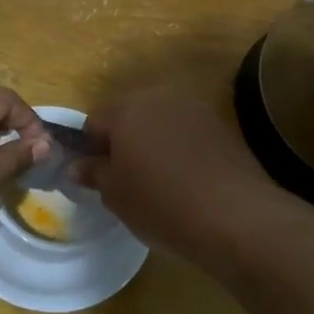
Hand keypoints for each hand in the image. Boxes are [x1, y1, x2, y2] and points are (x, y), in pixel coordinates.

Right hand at [74, 84, 275, 260]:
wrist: (235, 216)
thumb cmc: (161, 204)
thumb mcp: (116, 195)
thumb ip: (94, 173)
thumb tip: (77, 166)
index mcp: (126, 109)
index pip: (93, 122)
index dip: (89, 149)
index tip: (95, 177)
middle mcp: (159, 97)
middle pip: (128, 114)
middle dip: (122, 140)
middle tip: (124, 177)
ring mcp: (194, 108)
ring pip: (158, 120)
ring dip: (151, 141)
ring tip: (156, 178)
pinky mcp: (220, 125)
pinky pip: (185, 131)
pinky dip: (178, 148)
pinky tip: (184, 178)